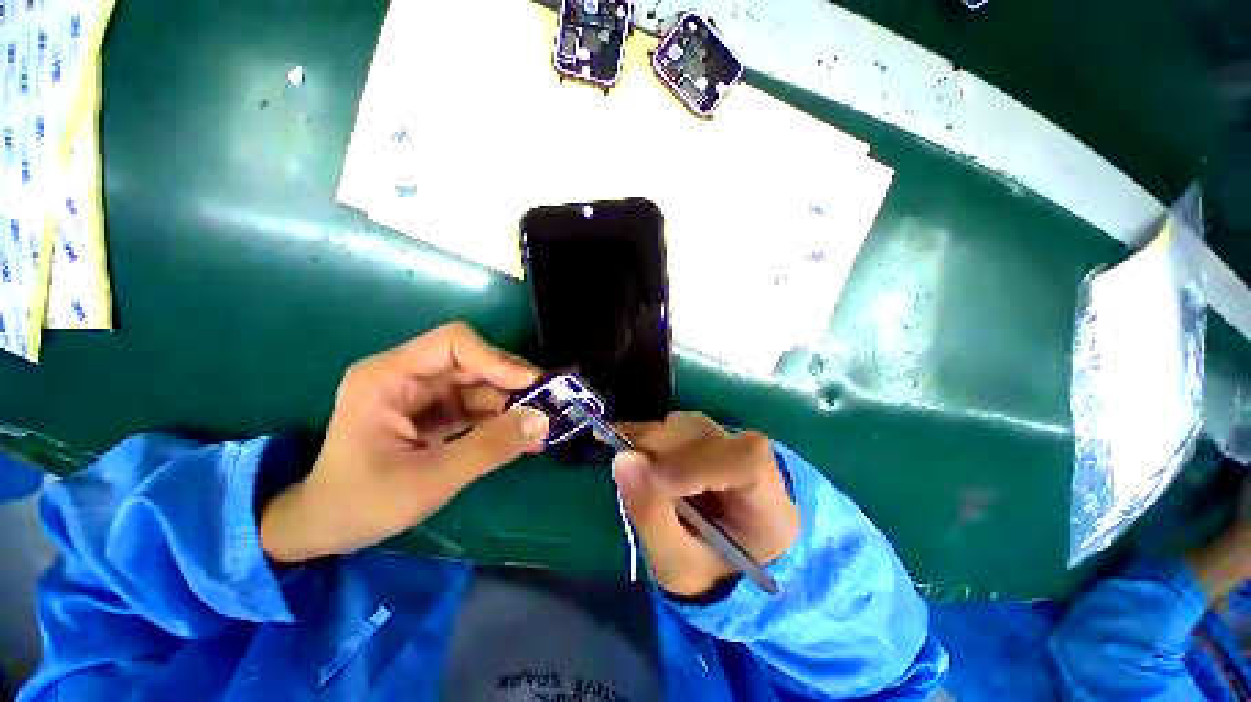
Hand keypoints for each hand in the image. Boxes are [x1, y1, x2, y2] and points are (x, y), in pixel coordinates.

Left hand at [260, 323, 548, 563]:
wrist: (325, 529)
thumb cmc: (361, 504)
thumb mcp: (429, 480)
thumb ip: (489, 448)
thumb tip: (542, 421)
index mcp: (389, 377)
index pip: (454, 343)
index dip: (496, 359)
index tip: (531, 385)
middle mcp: (409, 376)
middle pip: (475, 363)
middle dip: (513, 384)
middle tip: (548, 405)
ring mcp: (424, 395)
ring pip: (482, 386)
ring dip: (513, 406)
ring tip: (543, 427)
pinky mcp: (437, 413)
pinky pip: (479, 408)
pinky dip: (503, 421)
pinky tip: (526, 438)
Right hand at [612, 412, 798, 596]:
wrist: (726, 561)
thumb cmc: (707, 572)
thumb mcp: (676, 565)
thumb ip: (650, 515)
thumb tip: (622, 459)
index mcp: (768, 505)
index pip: (745, 461)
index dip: (696, 464)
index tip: (657, 483)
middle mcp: (754, 460)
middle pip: (704, 436)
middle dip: (658, 453)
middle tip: (628, 478)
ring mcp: (730, 441)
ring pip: (685, 425)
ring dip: (649, 443)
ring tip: (634, 475)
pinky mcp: (708, 434)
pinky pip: (673, 425)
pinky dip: (647, 437)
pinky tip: (633, 455)